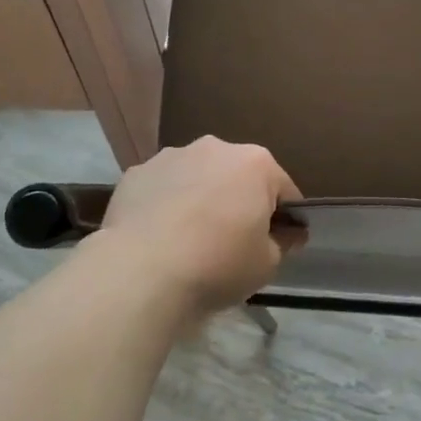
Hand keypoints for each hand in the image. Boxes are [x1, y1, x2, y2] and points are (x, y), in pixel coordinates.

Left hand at [98, 137, 302, 318]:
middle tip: (232, 241)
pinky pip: (162, 188)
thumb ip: (281, 242)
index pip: (283, 190)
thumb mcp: (267, 264)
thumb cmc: (218, 265)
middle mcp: (215, 148)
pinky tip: (159, 236)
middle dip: (239, 201)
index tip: (277, 243)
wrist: (141, 272)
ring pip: (197, 177)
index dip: (284, 219)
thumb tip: (283, 235)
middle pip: (238, 176)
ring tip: (190, 239)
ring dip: (201, 198)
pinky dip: (165, 204)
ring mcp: (171, 156)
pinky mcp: (136, 173)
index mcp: (256, 163)